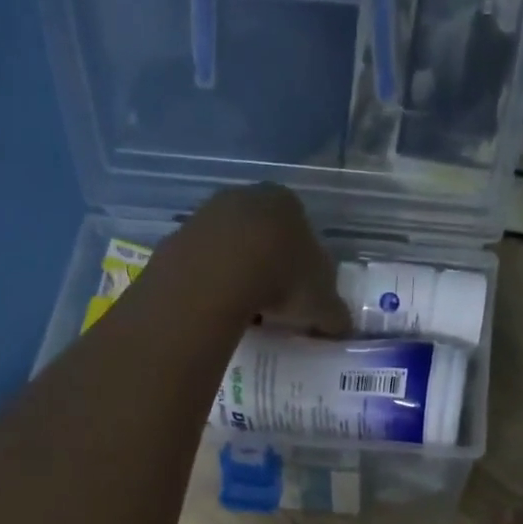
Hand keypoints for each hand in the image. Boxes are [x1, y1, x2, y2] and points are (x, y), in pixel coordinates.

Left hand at [161, 184, 351, 335]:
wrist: (219, 274)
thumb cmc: (283, 279)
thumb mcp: (322, 304)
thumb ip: (335, 314)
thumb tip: (342, 326)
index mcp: (289, 203)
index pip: (303, 231)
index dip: (305, 266)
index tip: (303, 296)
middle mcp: (248, 197)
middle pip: (264, 236)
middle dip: (270, 267)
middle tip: (275, 306)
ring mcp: (209, 212)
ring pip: (231, 247)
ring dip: (239, 275)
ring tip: (245, 311)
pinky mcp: (180, 235)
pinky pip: (203, 264)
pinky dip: (212, 283)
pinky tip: (217, 307)